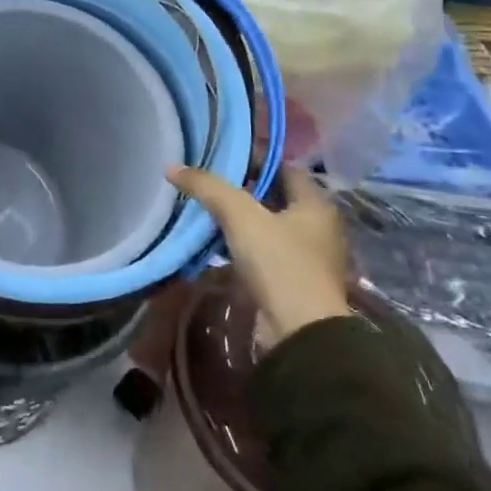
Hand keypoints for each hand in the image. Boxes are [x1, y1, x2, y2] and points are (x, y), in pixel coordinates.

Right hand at [166, 163, 350, 345]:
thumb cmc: (279, 264)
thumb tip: (172, 167)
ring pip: (268, 226)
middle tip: (206, 183)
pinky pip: (263, 252)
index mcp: (316, 205)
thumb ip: (208, 188)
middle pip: (275, 197)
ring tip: (204, 211)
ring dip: (240, 220)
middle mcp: (318, 227)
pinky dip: (241, 246)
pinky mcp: (293, 281)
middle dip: (242, 190)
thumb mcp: (239, 217)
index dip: (255, 159)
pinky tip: (215, 245)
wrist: (300, 332)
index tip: (221, 157)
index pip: (285, 168)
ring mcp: (307, 257)